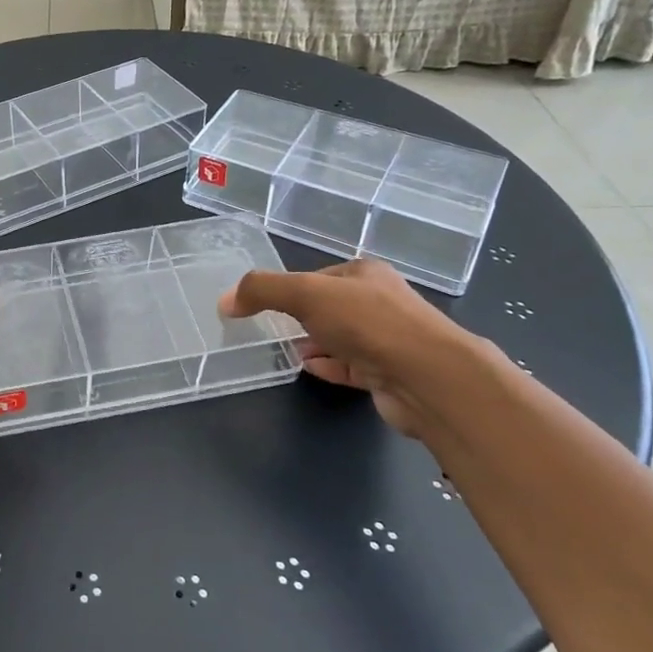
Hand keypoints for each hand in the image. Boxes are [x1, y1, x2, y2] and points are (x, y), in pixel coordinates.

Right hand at [220, 260, 482, 442]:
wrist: (428, 377)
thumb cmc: (368, 323)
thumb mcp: (305, 294)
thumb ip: (262, 291)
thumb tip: (224, 301)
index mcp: (365, 274)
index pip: (320, 275)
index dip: (292, 287)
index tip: (265, 304)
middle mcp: (380, 302)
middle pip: (331, 306)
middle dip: (302, 316)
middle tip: (272, 327)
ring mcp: (388, 340)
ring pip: (342, 337)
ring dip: (315, 342)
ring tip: (286, 350)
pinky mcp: (389, 374)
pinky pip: (351, 366)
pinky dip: (329, 366)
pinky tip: (310, 369)